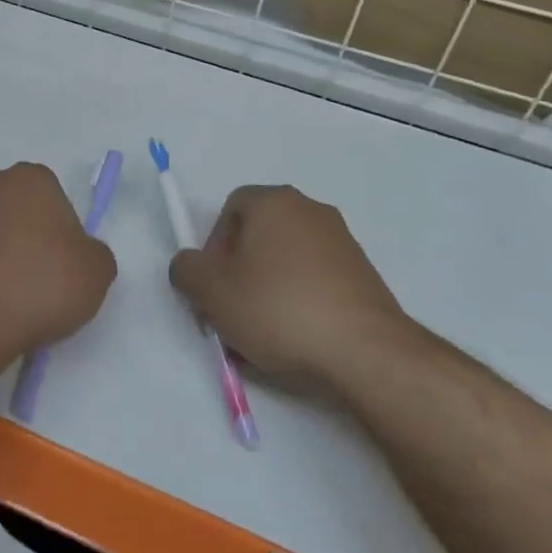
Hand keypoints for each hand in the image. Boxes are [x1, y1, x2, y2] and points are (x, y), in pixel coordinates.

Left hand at [0, 163, 116, 365]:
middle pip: (18, 211)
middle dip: (28, 238)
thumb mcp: (97, 273)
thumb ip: (95, 252)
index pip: (55, 199)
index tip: (63, 265)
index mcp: (29, 179)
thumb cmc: (38, 287)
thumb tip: (79, 254)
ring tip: (8, 299)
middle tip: (38, 281)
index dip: (63, 234)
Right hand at [170, 185, 411, 386]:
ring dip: (268, 288)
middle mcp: (310, 210)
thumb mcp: (211, 291)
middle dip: (239, 270)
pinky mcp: (364, 275)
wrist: (365, 350)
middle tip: (232, 309)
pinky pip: (316, 280)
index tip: (214, 285)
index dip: (213, 246)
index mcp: (274, 202)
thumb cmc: (278, 308)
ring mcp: (342, 241)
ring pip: (287, 260)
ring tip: (263, 332)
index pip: (230, 209)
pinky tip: (297, 338)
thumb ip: (186, 270)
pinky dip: (300, 301)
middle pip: (259, 234)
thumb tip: (191, 266)